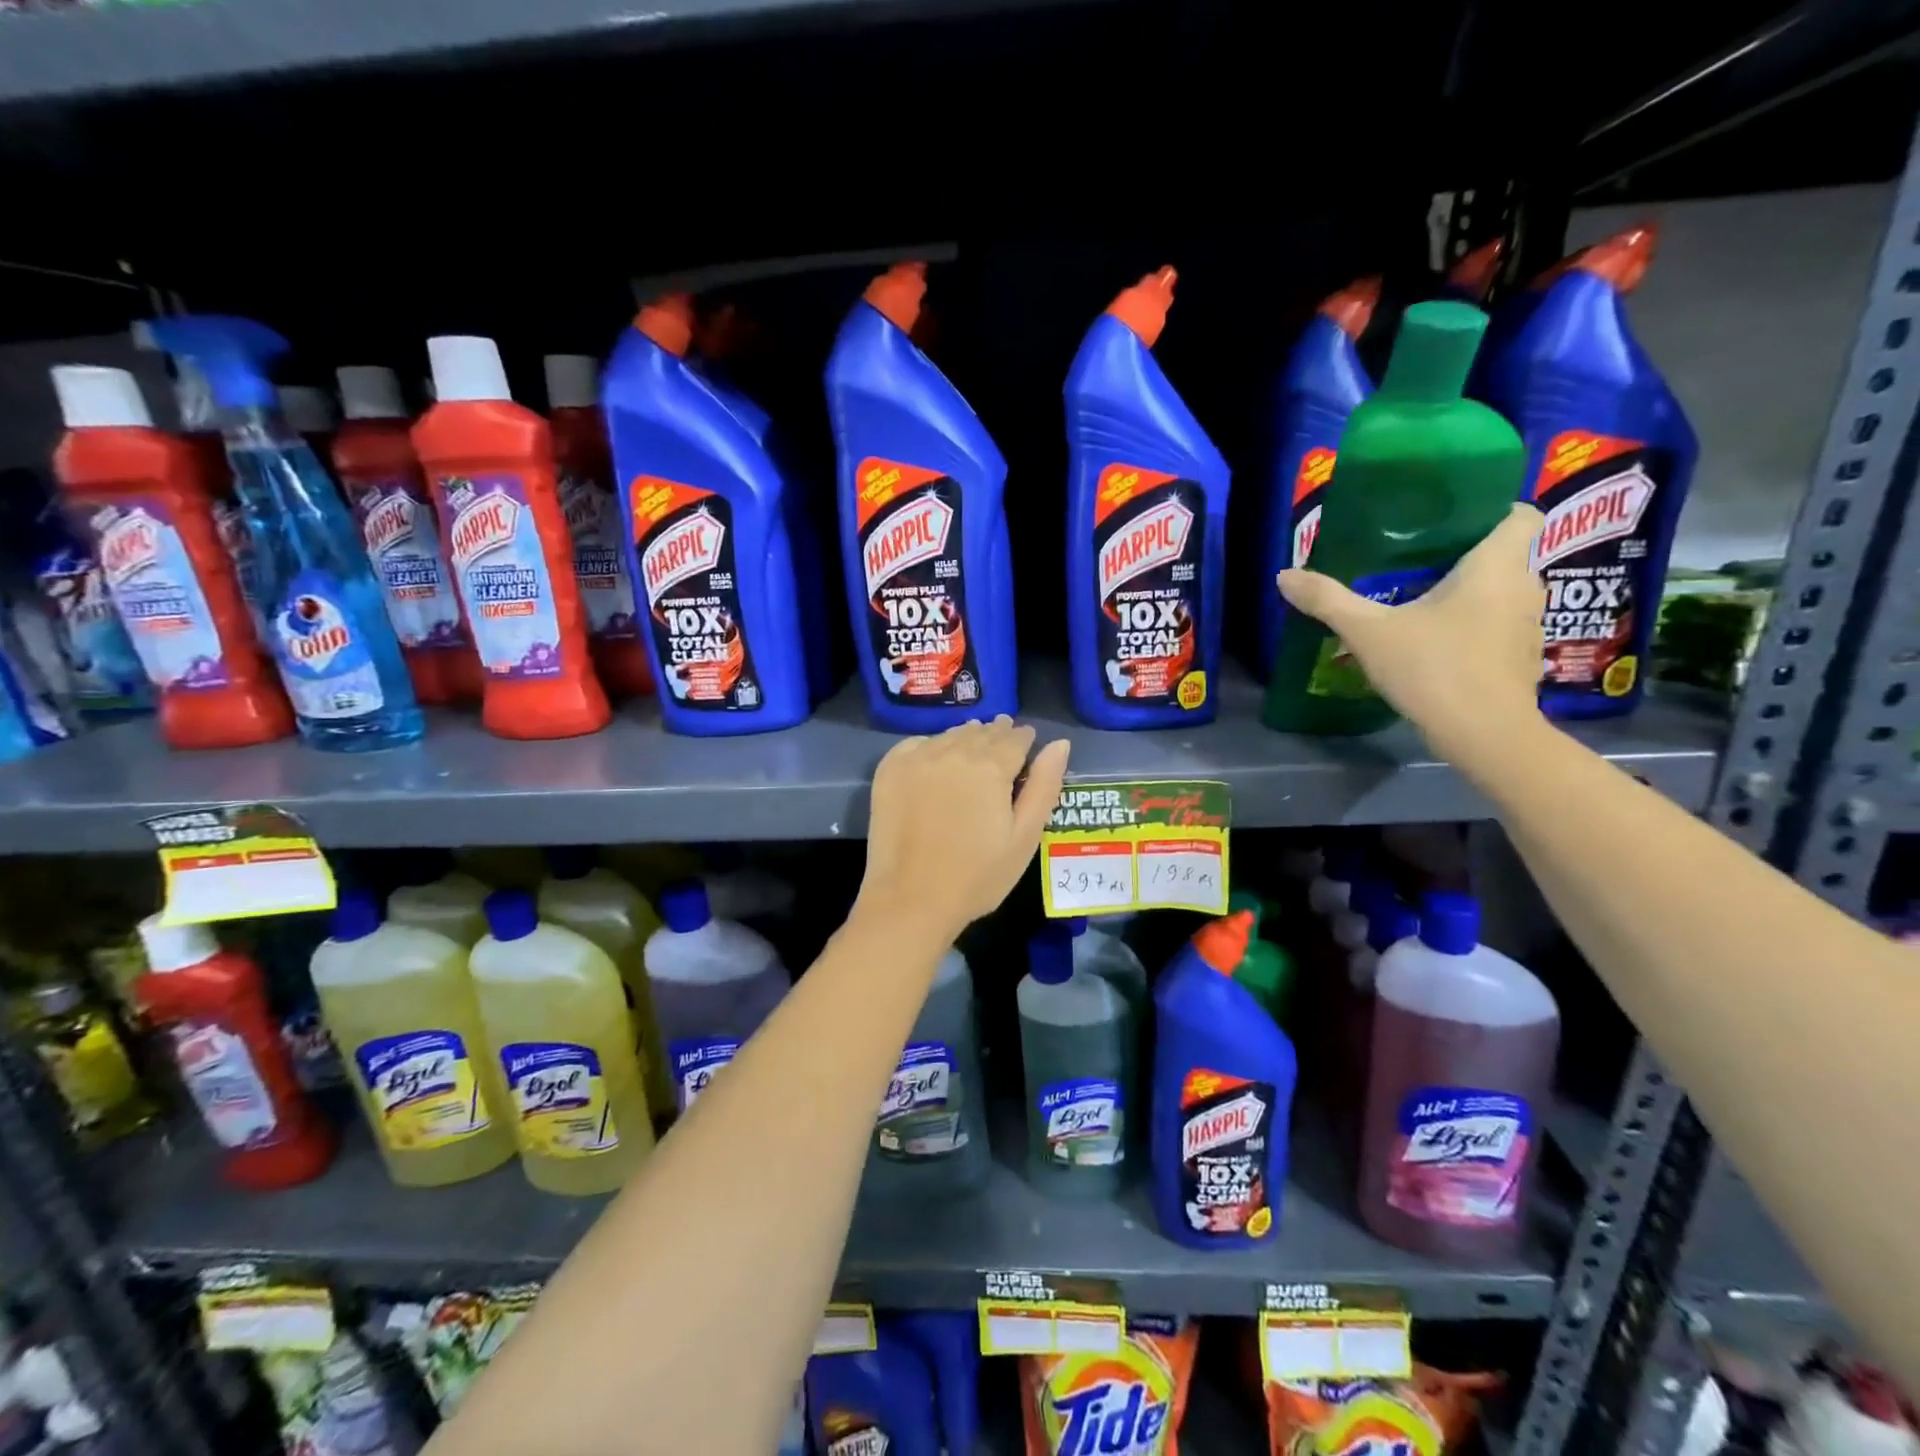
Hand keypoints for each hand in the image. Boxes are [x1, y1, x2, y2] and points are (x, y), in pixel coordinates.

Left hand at [858, 717, 1070, 939]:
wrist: (910, 899)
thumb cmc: (977, 876)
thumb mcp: (1024, 837)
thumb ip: (1044, 786)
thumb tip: (1059, 744)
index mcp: (991, 767)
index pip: (1015, 738)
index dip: (1024, 739)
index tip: (1027, 741)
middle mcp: (954, 752)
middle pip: (982, 733)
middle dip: (997, 735)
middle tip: (1003, 740)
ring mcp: (917, 758)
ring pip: (951, 735)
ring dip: (966, 738)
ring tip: (974, 746)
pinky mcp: (890, 769)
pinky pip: (918, 744)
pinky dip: (932, 746)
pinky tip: (937, 759)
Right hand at [1276, 504, 1546, 760]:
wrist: (1484, 735)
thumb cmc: (1434, 668)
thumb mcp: (1368, 632)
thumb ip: (1328, 601)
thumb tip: (1285, 575)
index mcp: (1496, 565)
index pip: (1519, 514)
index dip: (1490, 509)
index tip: (1450, 521)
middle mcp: (1524, 587)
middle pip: (1503, 555)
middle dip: (1465, 555)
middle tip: (1414, 562)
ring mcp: (1528, 626)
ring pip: (1501, 593)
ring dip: (1469, 594)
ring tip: (1421, 603)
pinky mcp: (1521, 659)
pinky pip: (1498, 626)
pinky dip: (1474, 627)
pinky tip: (1437, 644)